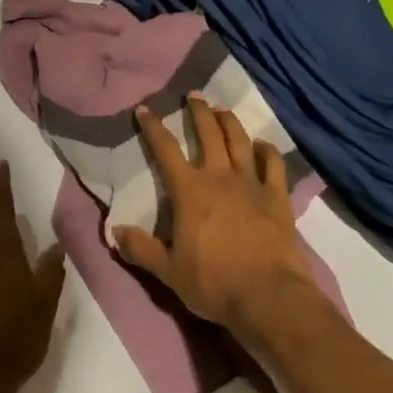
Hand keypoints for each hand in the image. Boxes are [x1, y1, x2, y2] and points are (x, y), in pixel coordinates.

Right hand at [113, 96, 311, 335]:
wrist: (269, 297)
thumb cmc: (213, 282)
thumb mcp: (167, 270)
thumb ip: (140, 249)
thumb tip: (115, 232)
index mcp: (189, 191)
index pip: (165, 149)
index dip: (153, 127)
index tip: (144, 109)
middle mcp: (220, 177)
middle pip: (208, 133)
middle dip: (198, 112)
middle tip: (193, 95)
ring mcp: (252, 184)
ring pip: (240, 141)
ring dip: (229, 122)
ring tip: (222, 110)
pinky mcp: (278, 198)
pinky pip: (274, 165)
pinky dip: (267, 151)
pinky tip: (263, 145)